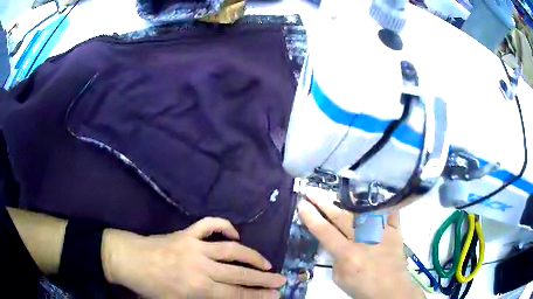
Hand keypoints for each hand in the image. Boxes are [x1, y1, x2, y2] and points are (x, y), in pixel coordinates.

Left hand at [102, 217, 285, 297]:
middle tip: (281, 280)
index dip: (258, 296)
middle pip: (239, 274)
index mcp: (198, 289)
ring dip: (251, 256)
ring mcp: (194, 246)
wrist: (127, 260)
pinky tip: (235, 234)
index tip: (276, 294)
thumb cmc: (149, 288)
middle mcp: (201, 267)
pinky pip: (209, 225)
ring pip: (231, 250)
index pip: (236, 294)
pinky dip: (224, 226)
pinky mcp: (186, 233)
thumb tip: (227, 298)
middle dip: (263, 279)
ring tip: (266, 262)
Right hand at [297, 188, 424, 298]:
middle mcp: (364, 240)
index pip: (325, 232)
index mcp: (348, 254)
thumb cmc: (363, 288)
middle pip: (341, 217)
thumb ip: (336, 259)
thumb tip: (336, 243)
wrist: (391, 290)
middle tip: (311, 191)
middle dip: (324, 203)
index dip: (311, 217)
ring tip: (340, 190)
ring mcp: (381, 233)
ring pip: (364, 210)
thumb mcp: (340, 278)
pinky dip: (384, 203)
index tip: (302, 204)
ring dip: (350, 200)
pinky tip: (378, 193)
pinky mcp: (395, 231)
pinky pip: (390, 213)